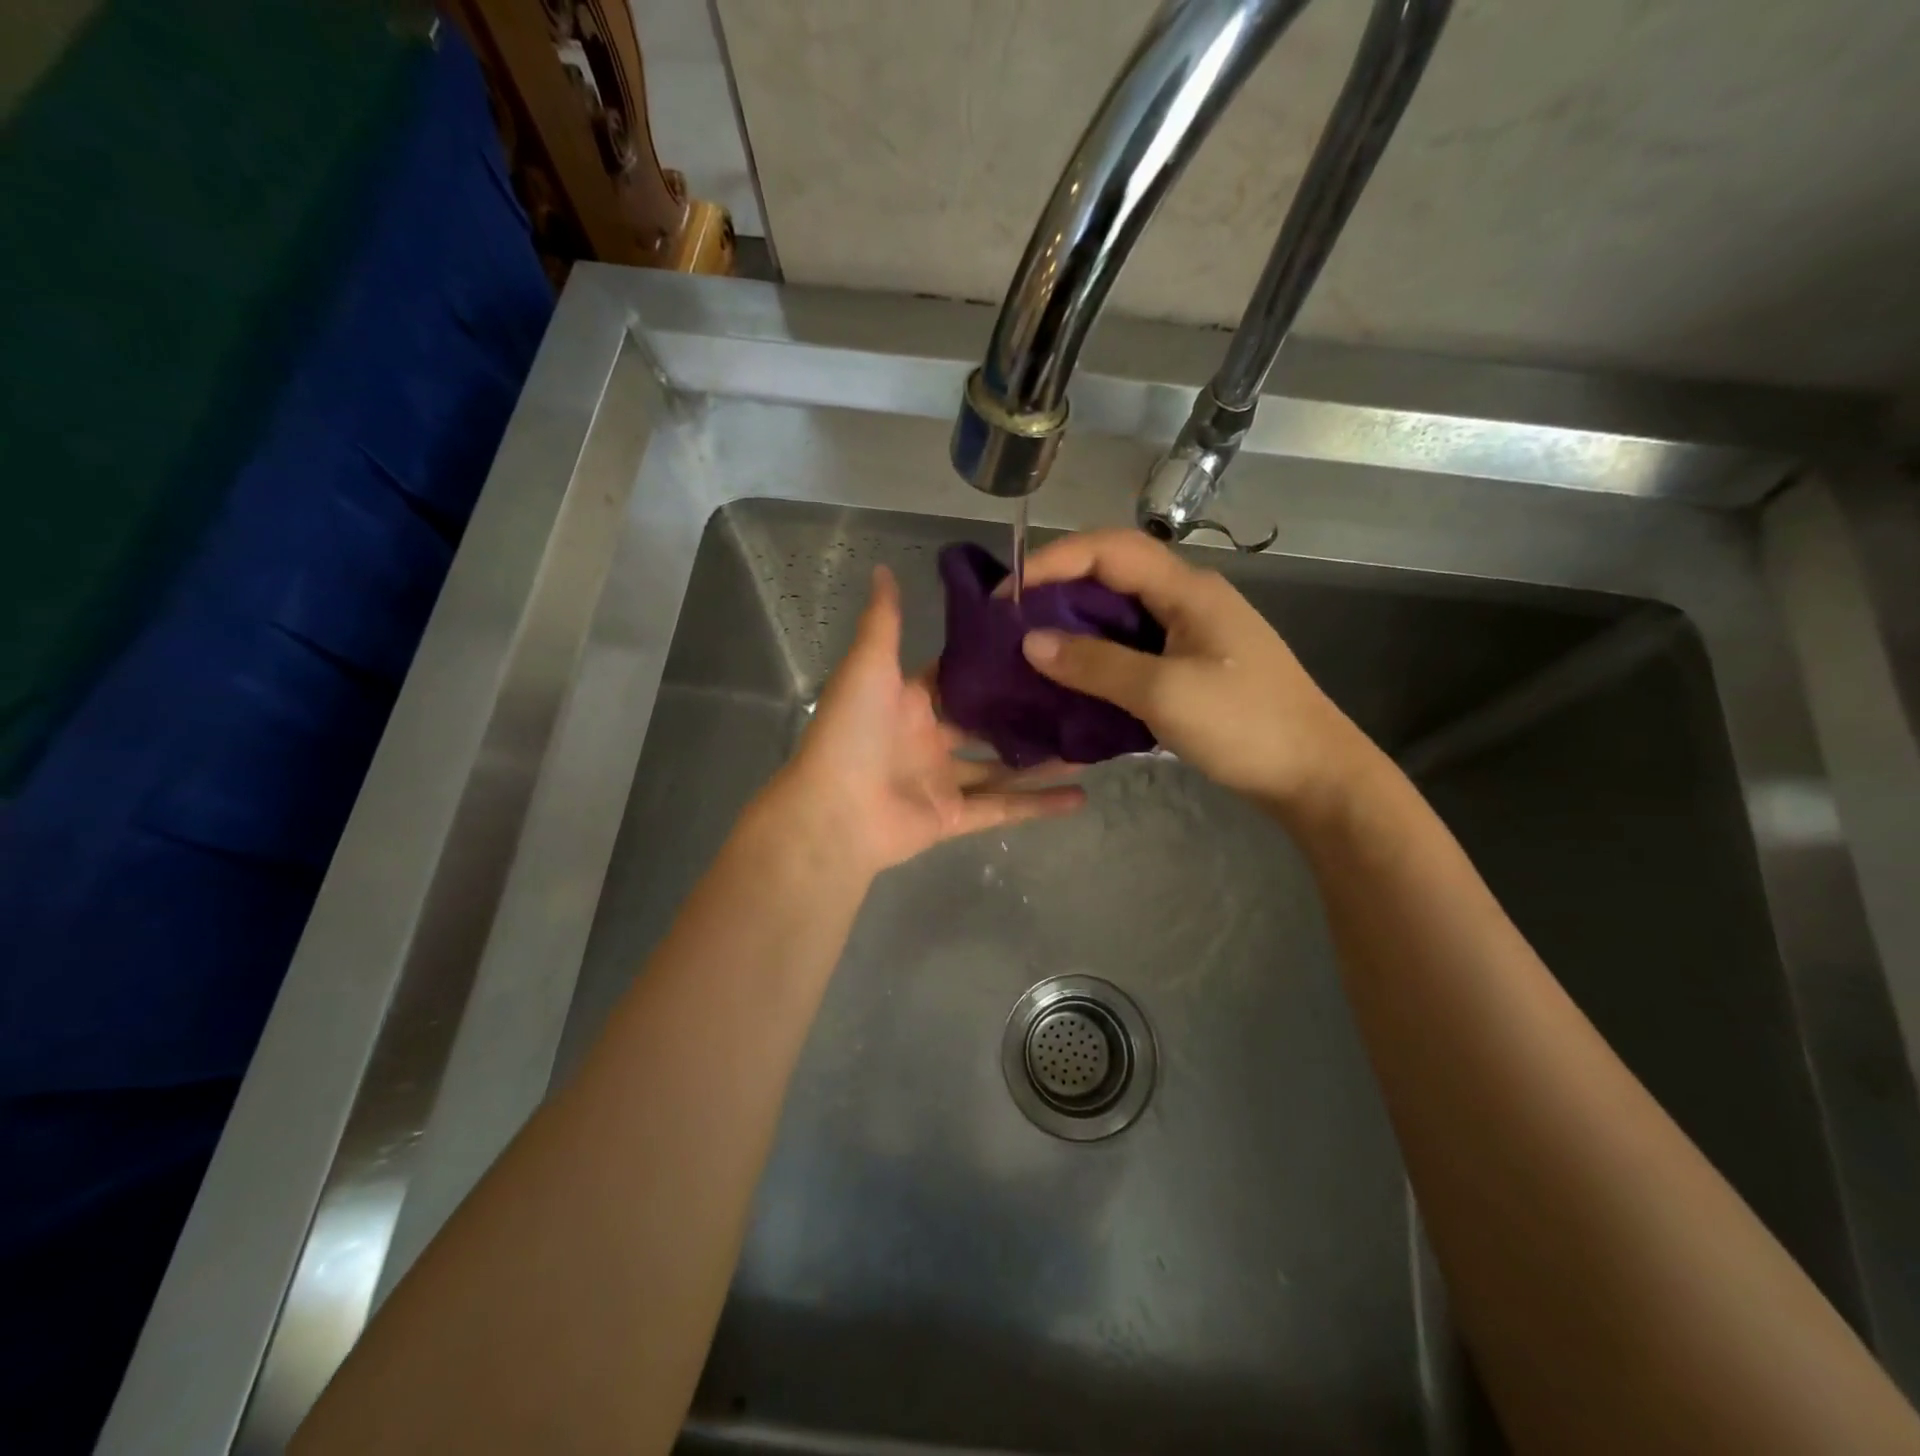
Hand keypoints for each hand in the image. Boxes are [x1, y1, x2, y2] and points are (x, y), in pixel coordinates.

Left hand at [763, 565, 1084, 876]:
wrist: (832, 813)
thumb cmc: (852, 732)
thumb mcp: (868, 666)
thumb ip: (884, 622)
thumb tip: (883, 568)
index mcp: (908, 701)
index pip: (957, 675)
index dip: (992, 660)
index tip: (1039, 642)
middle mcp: (928, 738)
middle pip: (986, 722)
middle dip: (1026, 711)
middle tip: (1079, 692)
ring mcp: (942, 780)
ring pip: (1003, 767)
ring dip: (1043, 759)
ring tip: (1091, 742)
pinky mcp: (953, 817)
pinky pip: (1003, 809)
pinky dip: (1039, 805)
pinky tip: (1081, 796)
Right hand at [1017, 530, 1378, 818]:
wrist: (1315, 774)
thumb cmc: (1245, 726)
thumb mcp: (1165, 693)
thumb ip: (1096, 664)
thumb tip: (1031, 642)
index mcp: (1188, 590)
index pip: (1109, 549)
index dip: (1053, 561)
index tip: (1008, 595)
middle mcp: (1188, 599)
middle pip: (1112, 575)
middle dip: (1058, 591)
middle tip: (1012, 623)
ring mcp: (1192, 633)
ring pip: (1121, 613)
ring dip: (1075, 625)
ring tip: (1031, 650)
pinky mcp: (1191, 664)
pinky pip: (1132, 646)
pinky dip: (1097, 655)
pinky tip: (1073, 679)